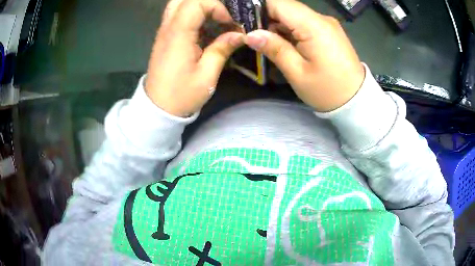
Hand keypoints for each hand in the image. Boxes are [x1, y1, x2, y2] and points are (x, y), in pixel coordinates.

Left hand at [145, 0, 243, 116]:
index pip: (196, 3)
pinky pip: (177, 16)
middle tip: (222, 14)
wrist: (157, 109)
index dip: (216, 6)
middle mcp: (168, 28)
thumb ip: (222, 49)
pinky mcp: (164, 38)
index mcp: (178, 35)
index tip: (229, 22)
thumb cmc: (181, 95)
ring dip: (198, 7)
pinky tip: (205, 28)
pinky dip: (192, 15)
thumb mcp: (207, 75)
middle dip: (206, 2)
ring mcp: (164, 32)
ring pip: (178, 5)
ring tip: (216, 19)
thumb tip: (239, 34)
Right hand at [244, 0, 364, 111]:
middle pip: (286, 7)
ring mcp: (326, 24)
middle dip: (265, 16)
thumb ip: (274, 48)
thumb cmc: (328, 91)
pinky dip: (289, 29)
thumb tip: (250, 34)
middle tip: (250, 34)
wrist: (356, 101)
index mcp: (314, 26)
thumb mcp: (297, 73)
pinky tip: (282, 42)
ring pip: (293, 14)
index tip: (242, 20)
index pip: (278, 3)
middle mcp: (321, 19)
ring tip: (265, 40)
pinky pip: (303, 22)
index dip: (257, 7)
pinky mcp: (328, 31)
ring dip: (277, 24)